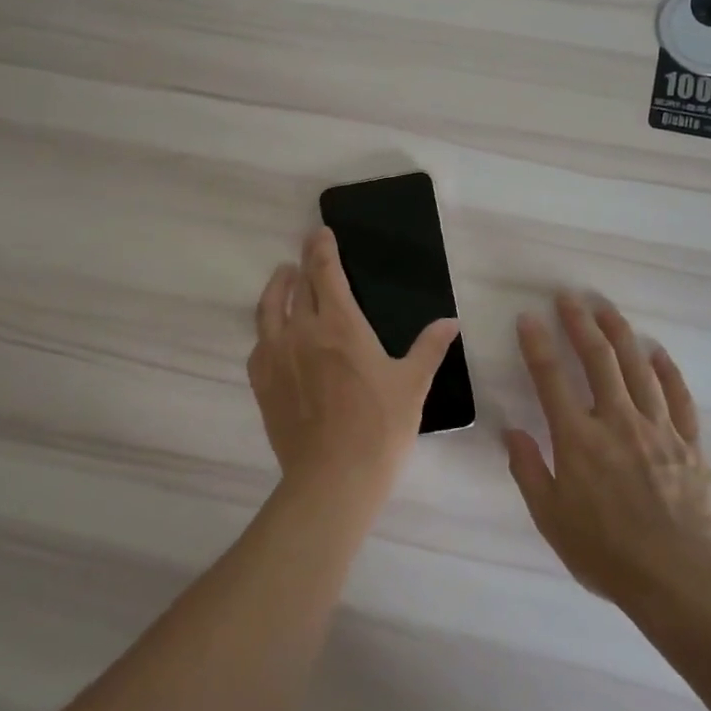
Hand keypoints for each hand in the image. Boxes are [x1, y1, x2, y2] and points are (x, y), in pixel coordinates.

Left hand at [248, 228, 460, 509]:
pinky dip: (266, 329)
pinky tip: (272, 333)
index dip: (321, 248)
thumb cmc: (379, 428)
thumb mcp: (412, 385)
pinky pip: (259, 344)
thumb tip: (451, 321)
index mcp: (340, 325)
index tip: (320, 233)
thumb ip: (429, 348)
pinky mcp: (262, 382)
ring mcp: (276, 356)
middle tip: (306, 252)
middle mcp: (301, 331)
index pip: (324, 272)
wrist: (332, 478)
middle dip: (302, 263)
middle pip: (296, 285)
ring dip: (277, 288)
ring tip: (283, 278)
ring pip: (269, 309)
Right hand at [506, 293, 710, 607]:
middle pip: (598, 360)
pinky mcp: (689, 444)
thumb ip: (529, 469)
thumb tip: (511, 431)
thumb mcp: (550, 517)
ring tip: (607, 308)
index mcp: (578, 439)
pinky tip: (657, 352)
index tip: (528, 317)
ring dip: (620, 334)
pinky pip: (679, 397)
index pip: (551, 379)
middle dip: (580, 324)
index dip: (537, 344)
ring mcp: (658, 430)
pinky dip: (667, 371)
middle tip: (569, 297)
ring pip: (638, 368)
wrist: (677, 580)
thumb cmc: (604, 552)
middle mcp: (617, 422)